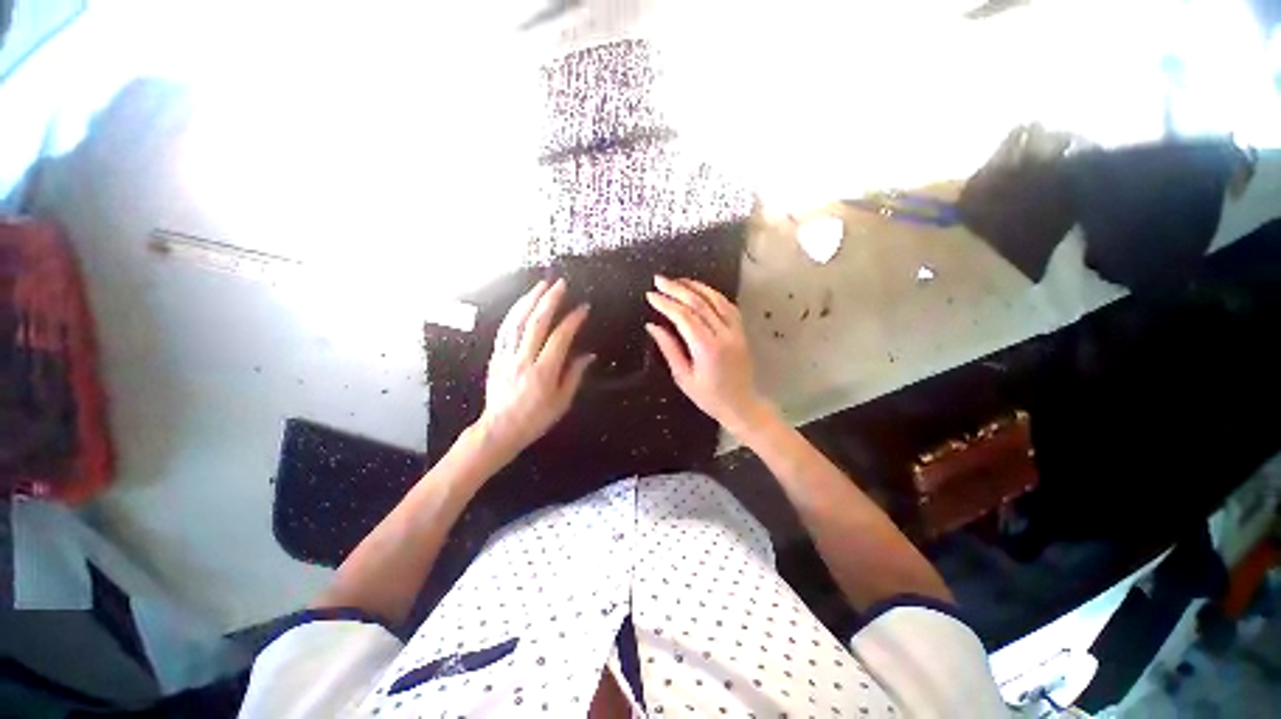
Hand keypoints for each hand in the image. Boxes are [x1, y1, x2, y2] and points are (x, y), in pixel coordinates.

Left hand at [478, 278, 594, 458]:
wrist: (499, 430)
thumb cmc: (535, 419)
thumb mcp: (562, 402)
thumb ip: (574, 375)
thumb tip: (588, 355)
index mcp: (543, 372)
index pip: (560, 338)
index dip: (572, 320)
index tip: (583, 308)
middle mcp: (523, 360)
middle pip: (536, 323)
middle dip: (549, 300)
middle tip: (560, 284)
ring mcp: (506, 357)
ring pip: (517, 322)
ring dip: (529, 300)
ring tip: (540, 285)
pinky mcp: (496, 357)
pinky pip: (504, 330)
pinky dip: (514, 314)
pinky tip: (521, 304)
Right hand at [645, 275, 773, 435]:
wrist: (742, 405)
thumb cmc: (709, 397)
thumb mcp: (683, 377)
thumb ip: (669, 348)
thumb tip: (652, 326)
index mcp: (707, 348)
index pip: (684, 316)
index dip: (666, 303)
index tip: (650, 295)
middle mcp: (724, 334)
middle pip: (699, 303)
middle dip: (677, 288)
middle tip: (659, 280)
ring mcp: (736, 331)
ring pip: (716, 299)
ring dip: (695, 286)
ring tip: (677, 280)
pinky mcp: (741, 331)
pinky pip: (728, 305)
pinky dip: (713, 294)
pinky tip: (701, 290)